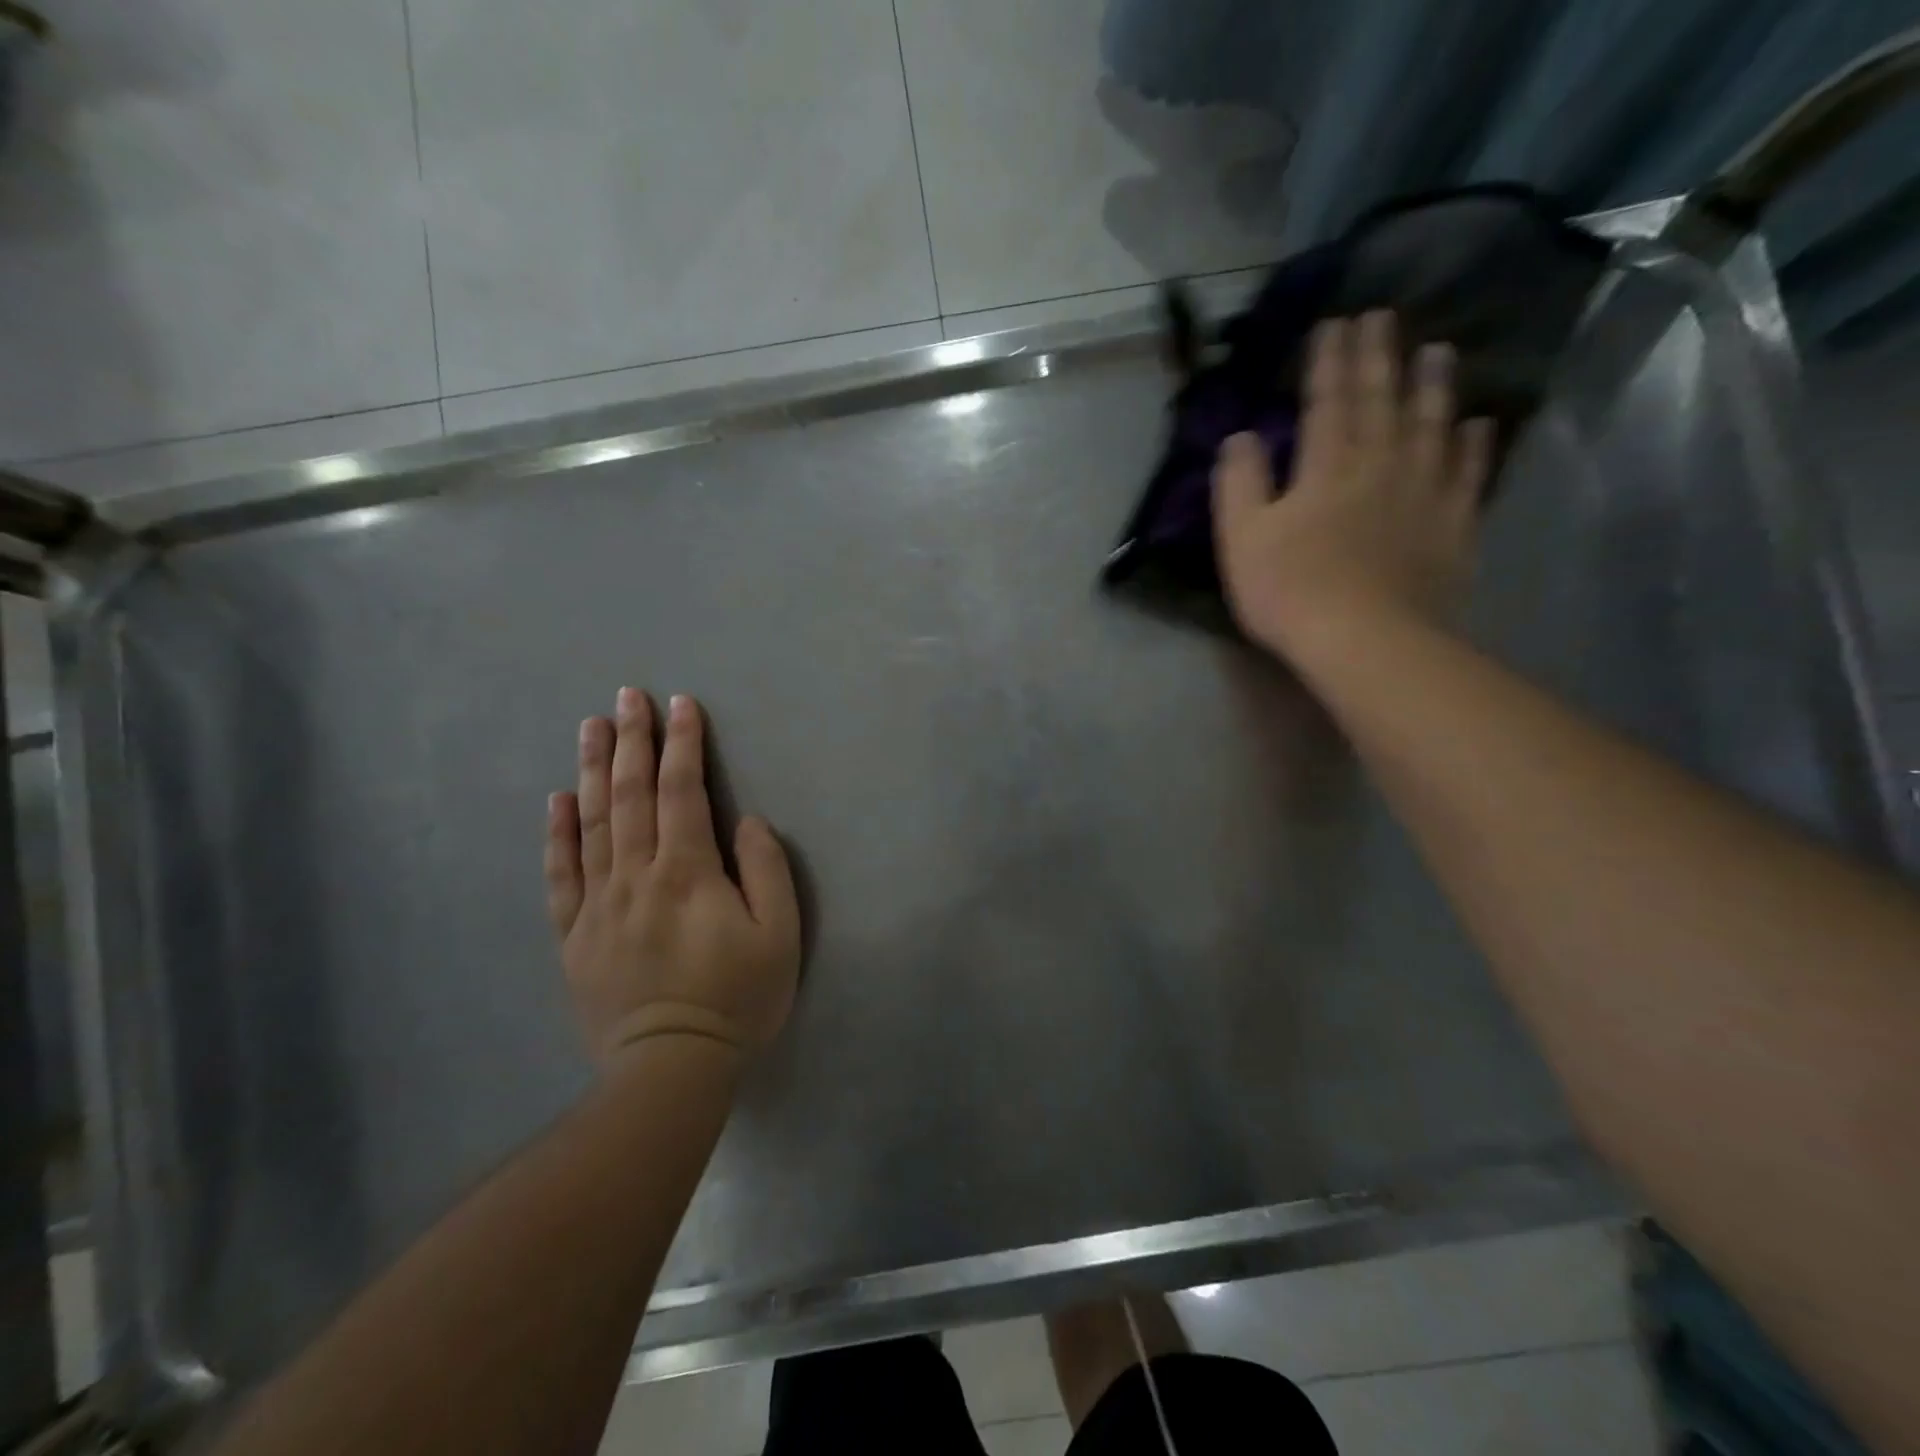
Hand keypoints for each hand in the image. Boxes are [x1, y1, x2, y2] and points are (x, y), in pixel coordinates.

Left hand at [545, 690, 801, 1068]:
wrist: (670, 1069)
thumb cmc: (736, 998)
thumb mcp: (779, 935)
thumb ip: (766, 870)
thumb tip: (745, 822)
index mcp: (687, 873)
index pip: (683, 792)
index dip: (684, 745)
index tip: (681, 705)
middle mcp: (635, 876)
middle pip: (632, 796)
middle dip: (633, 741)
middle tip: (627, 697)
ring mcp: (598, 905)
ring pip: (593, 823)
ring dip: (594, 770)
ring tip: (591, 727)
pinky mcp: (574, 935)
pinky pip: (561, 874)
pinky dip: (558, 833)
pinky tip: (557, 800)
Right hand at [1213, 310, 1494, 660]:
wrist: (1366, 640)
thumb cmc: (1291, 590)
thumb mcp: (1242, 539)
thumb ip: (1240, 483)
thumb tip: (1240, 436)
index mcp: (1325, 468)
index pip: (1326, 401)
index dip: (1330, 361)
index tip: (1335, 322)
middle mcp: (1380, 465)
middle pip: (1381, 402)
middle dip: (1379, 356)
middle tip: (1384, 316)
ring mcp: (1423, 493)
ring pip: (1431, 426)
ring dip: (1433, 386)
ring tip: (1438, 350)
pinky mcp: (1452, 526)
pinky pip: (1468, 475)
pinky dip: (1474, 447)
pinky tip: (1479, 424)